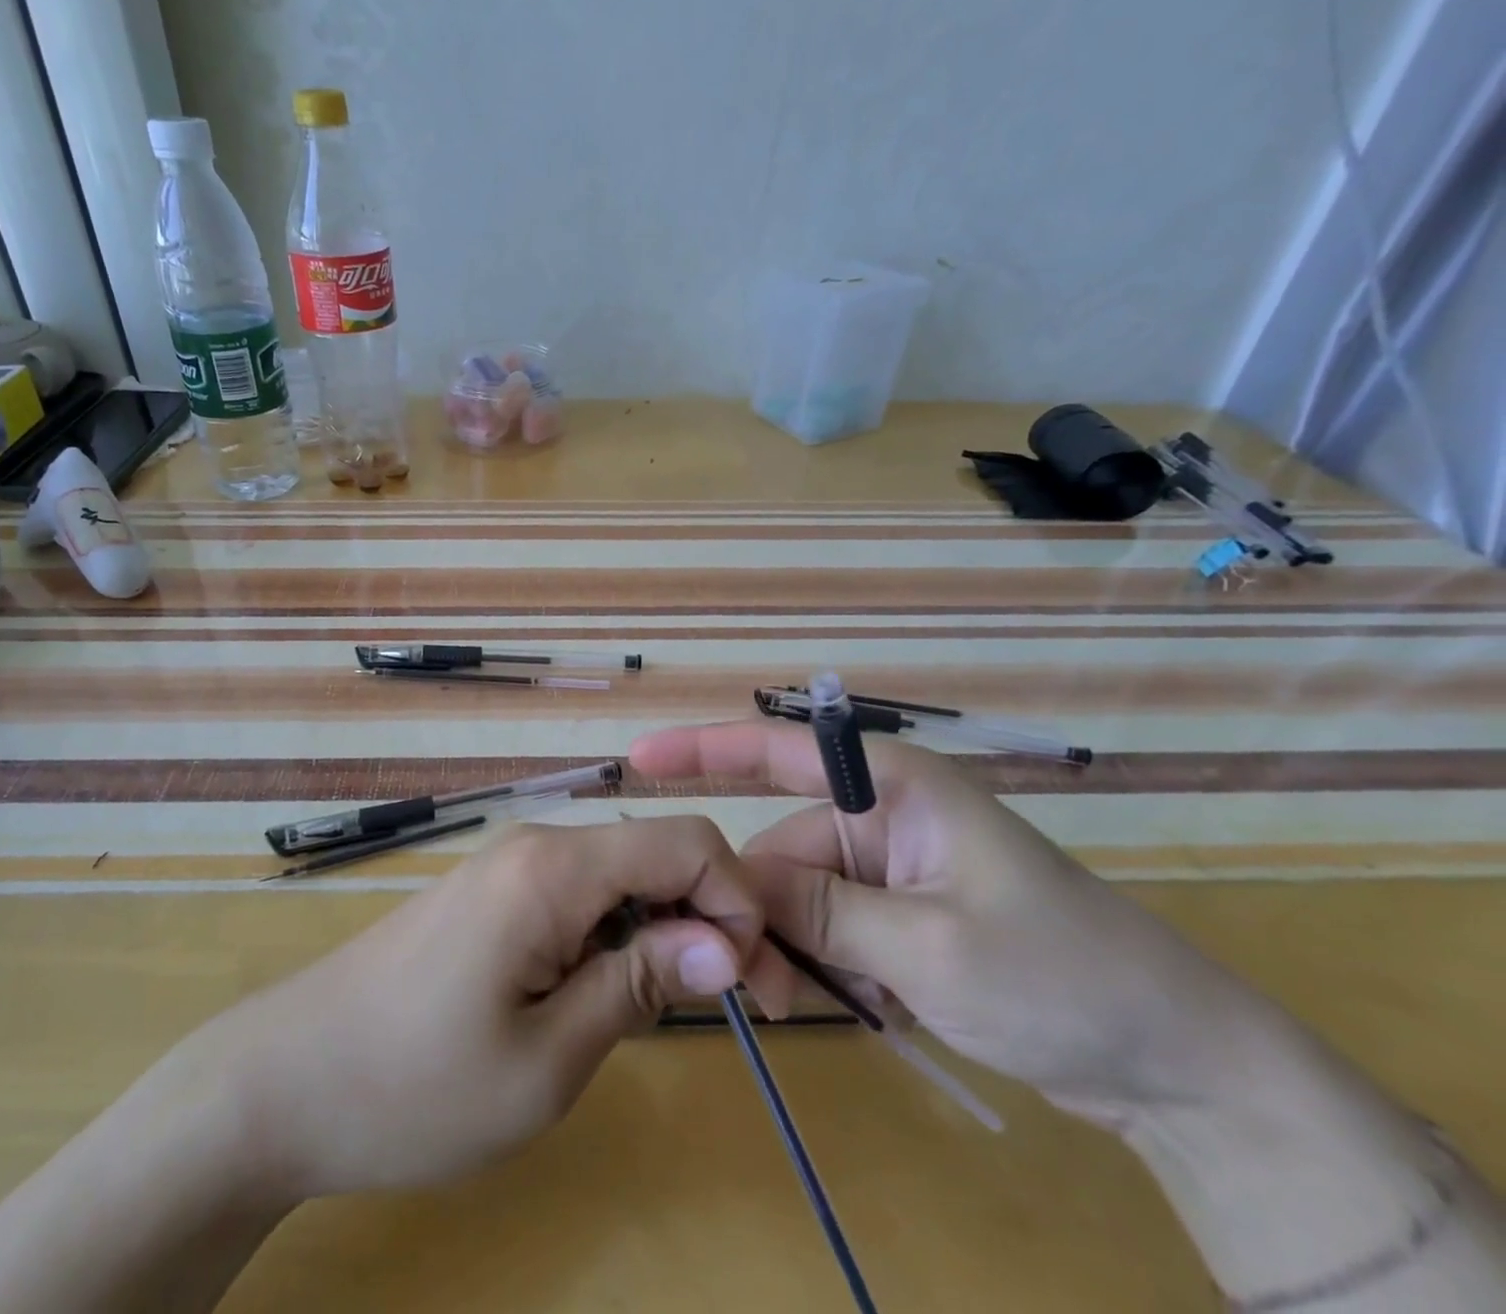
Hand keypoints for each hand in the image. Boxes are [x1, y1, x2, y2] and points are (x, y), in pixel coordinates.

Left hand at [228, 816, 785, 1199]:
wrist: (285, 1080)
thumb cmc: (416, 1085)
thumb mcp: (546, 1060)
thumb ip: (640, 986)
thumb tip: (725, 943)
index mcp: (554, 867)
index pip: (684, 840)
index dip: (738, 900)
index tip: (754, 984)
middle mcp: (535, 845)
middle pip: (654, 853)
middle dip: (708, 916)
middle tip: (731, 1007)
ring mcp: (508, 866)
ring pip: (619, 875)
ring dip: (661, 929)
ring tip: (660, 1011)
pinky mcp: (491, 894)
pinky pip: (578, 894)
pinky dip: (613, 934)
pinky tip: (598, 993)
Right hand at [630, 723, 1273, 1128]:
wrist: (1180, 1067)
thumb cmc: (1062, 978)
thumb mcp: (928, 948)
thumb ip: (821, 912)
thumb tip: (730, 888)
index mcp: (893, 789)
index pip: (778, 750)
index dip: (703, 750)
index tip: (637, 760)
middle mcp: (883, 816)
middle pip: (781, 849)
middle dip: (756, 910)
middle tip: (749, 984)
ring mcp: (892, 870)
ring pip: (799, 899)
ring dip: (789, 951)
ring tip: (801, 1010)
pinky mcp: (901, 917)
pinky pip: (830, 929)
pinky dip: (823, 968)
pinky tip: (851, 1010)